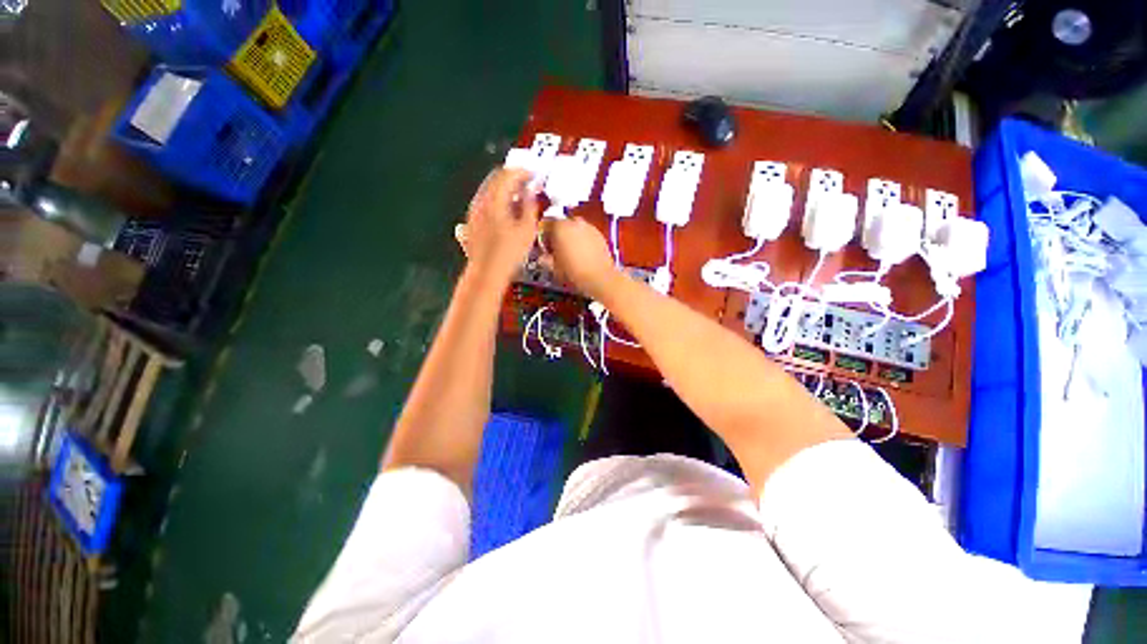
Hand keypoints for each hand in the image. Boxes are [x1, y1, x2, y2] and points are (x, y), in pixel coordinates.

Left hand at [457, 168, 539, 284]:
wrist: (486, 273)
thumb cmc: (510, 253)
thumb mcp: (527, 230)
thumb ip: (530, 206)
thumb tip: (530, 192)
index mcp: (495, 200)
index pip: (508, 175)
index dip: (522, 172)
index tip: (533, 175)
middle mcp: (481, 200)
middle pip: (495, 178)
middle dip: (512, 177)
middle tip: (527, 183)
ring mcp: (474, 210)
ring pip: (489, 188)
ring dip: (504, 188)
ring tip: (519, 197)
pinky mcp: (472, 220)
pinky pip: (485, 200)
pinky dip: (497, 198)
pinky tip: (506, 210)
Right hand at [541, 217, 617, 299]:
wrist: (599, 277)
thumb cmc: (573, 272)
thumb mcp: (554, 267)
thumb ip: (546, 259)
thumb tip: (543, 257)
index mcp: (559, 227)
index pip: (546, 224)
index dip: (544, 237)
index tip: (545, 248)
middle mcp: (574, 222)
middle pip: (562, 224)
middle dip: (559, 234)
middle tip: (558, 250)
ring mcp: (589, 227)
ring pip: (576, 227)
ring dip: (572, 236)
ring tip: (571, 252)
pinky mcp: (600, 234)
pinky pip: (587, 233)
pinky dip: (583, 240)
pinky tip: (583, 254)